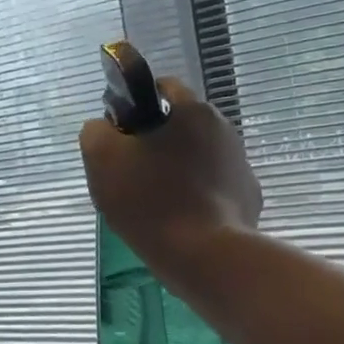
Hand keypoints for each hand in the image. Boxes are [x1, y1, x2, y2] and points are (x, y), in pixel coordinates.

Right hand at [78, 77, 261, 264]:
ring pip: (196, 157)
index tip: (119, 138)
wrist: (204, 256)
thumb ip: (95, 131)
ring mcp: (241, 165)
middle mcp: (224, 129)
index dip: (135, 107)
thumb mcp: (101, 158)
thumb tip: (104, 128)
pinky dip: (195, 197)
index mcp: (192, 110)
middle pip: (179, 125)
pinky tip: (178, 220)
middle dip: (154, 143)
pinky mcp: (248, 199)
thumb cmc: (150, 199)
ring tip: (152, 203)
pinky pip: (212, 188)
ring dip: (175, 170)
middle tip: (129, 175)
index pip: (161, 87)